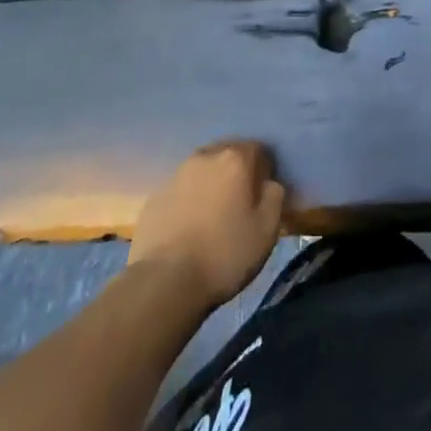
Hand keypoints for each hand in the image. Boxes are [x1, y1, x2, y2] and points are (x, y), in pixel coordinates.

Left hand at [128, 141, 286, 309]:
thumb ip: (275, 197)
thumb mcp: (267, 231)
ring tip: (214, 216)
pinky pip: (181, 190)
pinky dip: (189, 200)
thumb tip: (270, 183)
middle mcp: (205, 156)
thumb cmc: (224, 254)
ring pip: (202, 170)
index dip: (264, 170)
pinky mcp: (155, 195)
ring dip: (211, 184)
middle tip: (240, 203)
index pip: (258, 149)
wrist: (165, 281)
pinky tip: (189, 227)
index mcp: (235, 159)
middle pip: (227, 155)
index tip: (264, 194)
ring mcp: (176, 174)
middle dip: (237, 172)